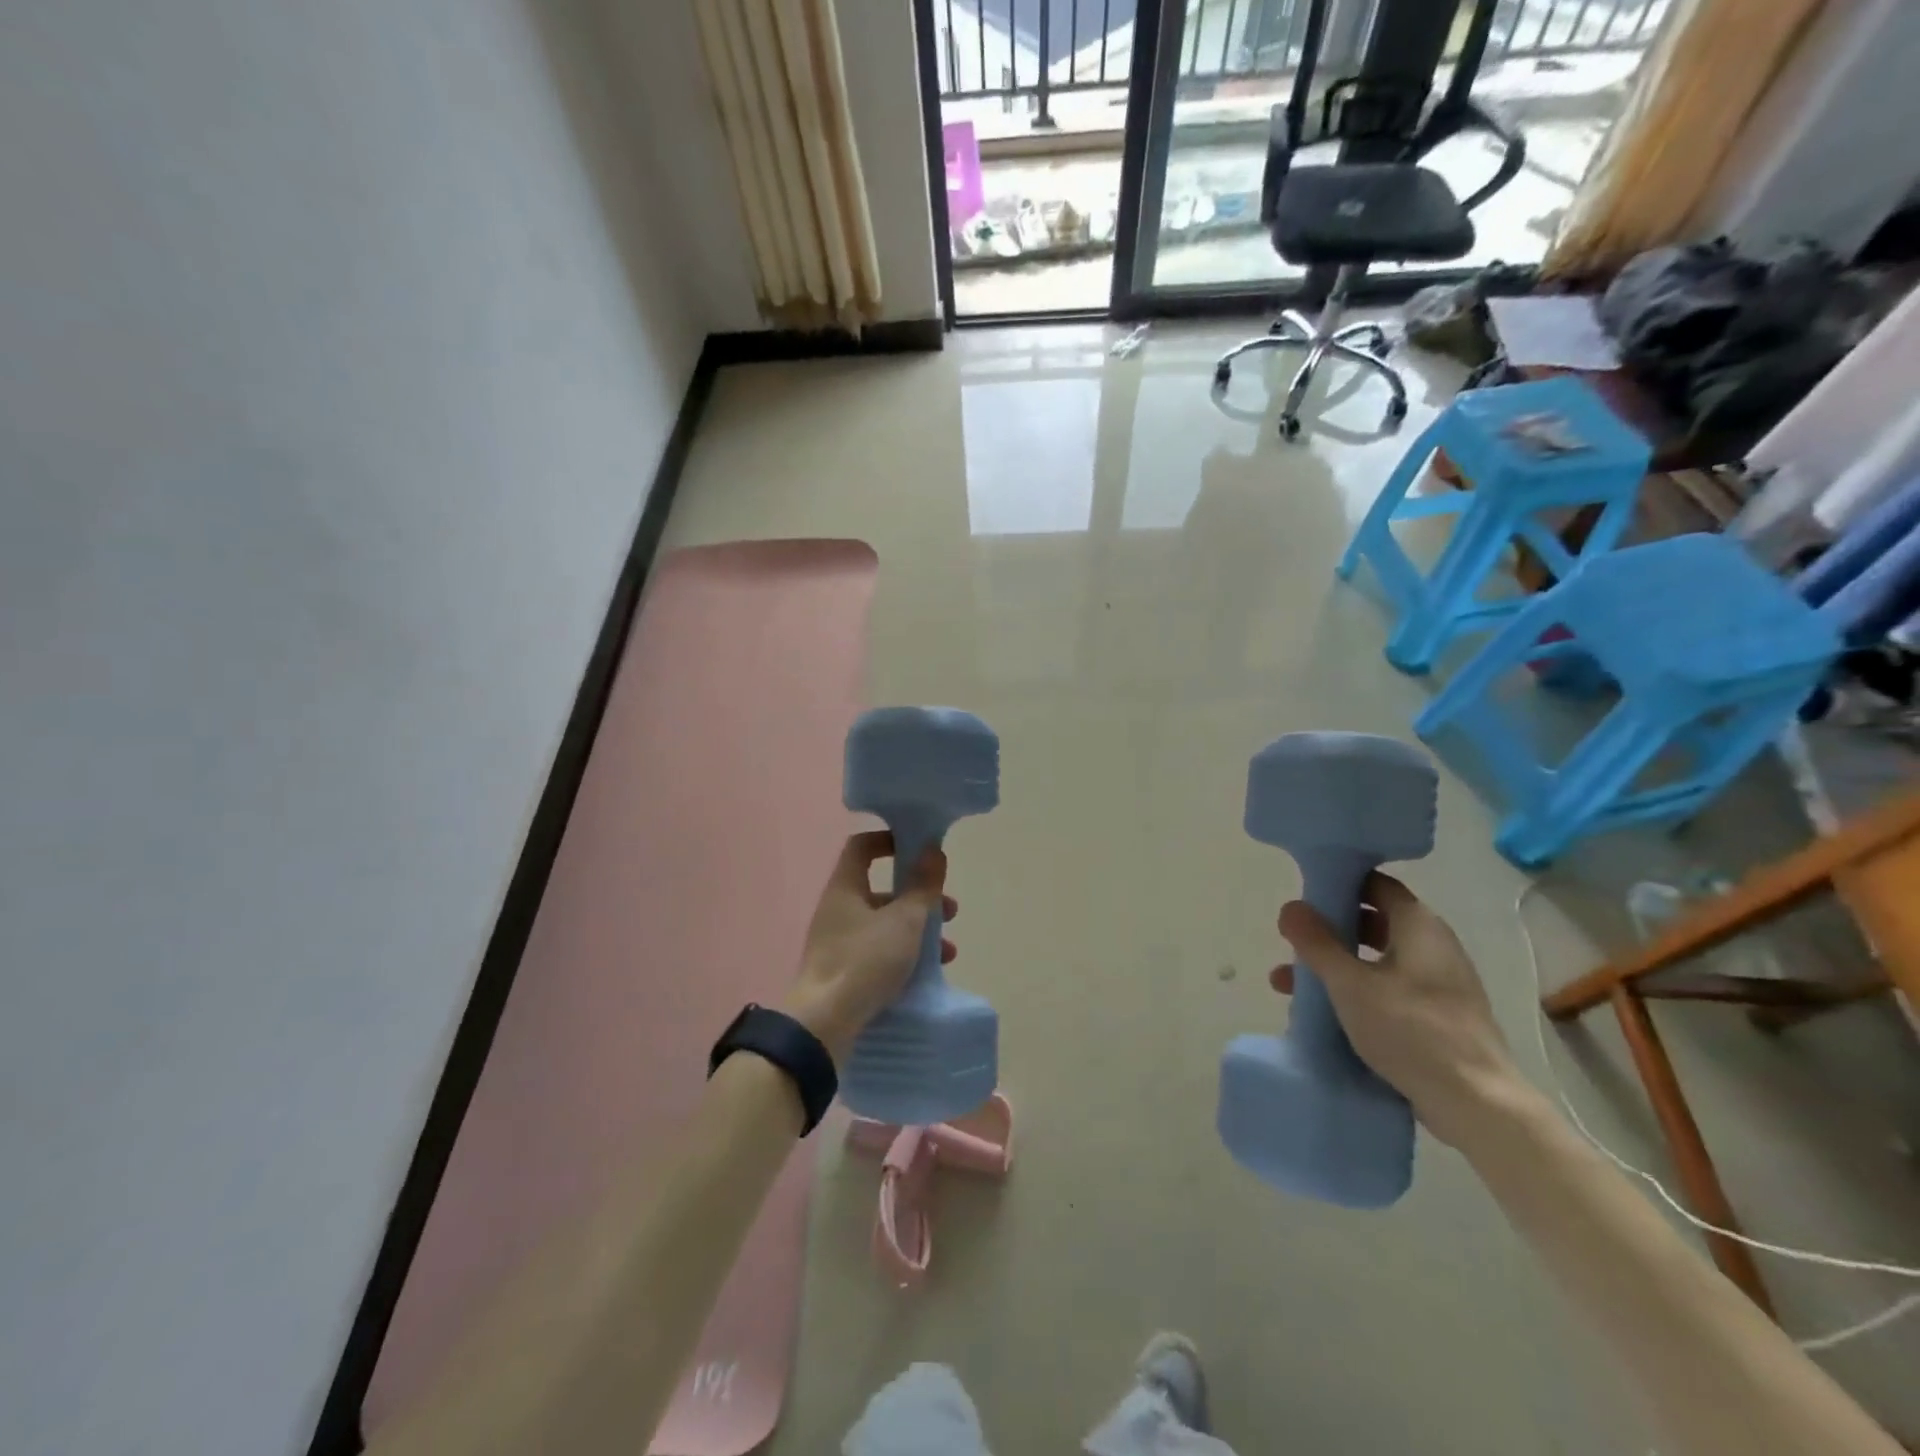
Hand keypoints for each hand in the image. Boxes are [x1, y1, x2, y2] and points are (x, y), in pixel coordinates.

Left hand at [783, 831, 954, 1061]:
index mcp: (846, 888)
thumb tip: (932, 849)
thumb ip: (922, 885)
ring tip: (949, 952)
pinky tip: (928, 975)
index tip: (920, 850)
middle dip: (921, 898)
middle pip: (883, 890)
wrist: (823, 1026)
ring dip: (919, 931)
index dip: (891, 841)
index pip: (863, 847)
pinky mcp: (843, 972)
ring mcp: (838, 942)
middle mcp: (839, 910)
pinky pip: (879, 953)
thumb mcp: (904, 921)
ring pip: (885, 925)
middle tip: (950, 911)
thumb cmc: (865, 961)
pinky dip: (904, 956)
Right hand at [1271, 873, 1521, 1146]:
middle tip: (1293, 939)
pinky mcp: (1439, 1015)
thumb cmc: (1411, 1031)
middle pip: (1374, 921)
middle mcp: (1434, 946)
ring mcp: (1439, 983)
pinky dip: (1357, 990)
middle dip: (1330, 928)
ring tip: (1290, 982)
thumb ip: (1317, 943)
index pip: (1376, 884)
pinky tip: (1326, 1012)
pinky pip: (1389, 988)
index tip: (1305, 893)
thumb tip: (1290, 906)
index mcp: (1419, 926)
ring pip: (1377, 959)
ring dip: (1336, 964)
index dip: (1340, 882)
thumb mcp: (1350, 984)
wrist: (1478, 1104)